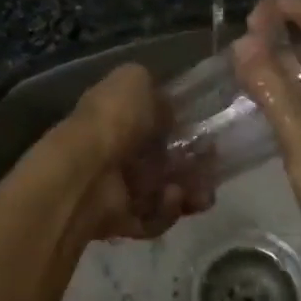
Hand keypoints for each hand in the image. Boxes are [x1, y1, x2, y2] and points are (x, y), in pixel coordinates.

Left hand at [57, 64, 193, 241]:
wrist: (86, 171)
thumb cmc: (112, 119)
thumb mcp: (134, 80)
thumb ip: (150, 86)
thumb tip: (164, 101)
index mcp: (118, 117)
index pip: (156, 125)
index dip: (184, 129)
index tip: (209, 133)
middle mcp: (118, 153)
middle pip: (166, 163)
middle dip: (195, 166)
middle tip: (214, 167)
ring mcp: (119, 189)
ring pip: (165, 193)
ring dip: (188, 193)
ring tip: (200, 191)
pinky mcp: (122, 221)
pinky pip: (154, 219)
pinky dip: (167, 210)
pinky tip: (172, 197)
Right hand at [231, 0, 300, 272]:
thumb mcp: (299, 135)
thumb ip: (270, 84)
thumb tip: (242, 42)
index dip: (283, 6)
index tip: (246, 15)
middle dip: (285, 25)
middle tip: (245, 38)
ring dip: (291, 49)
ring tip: (254, 56)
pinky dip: (299, 74)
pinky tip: (276, 88)